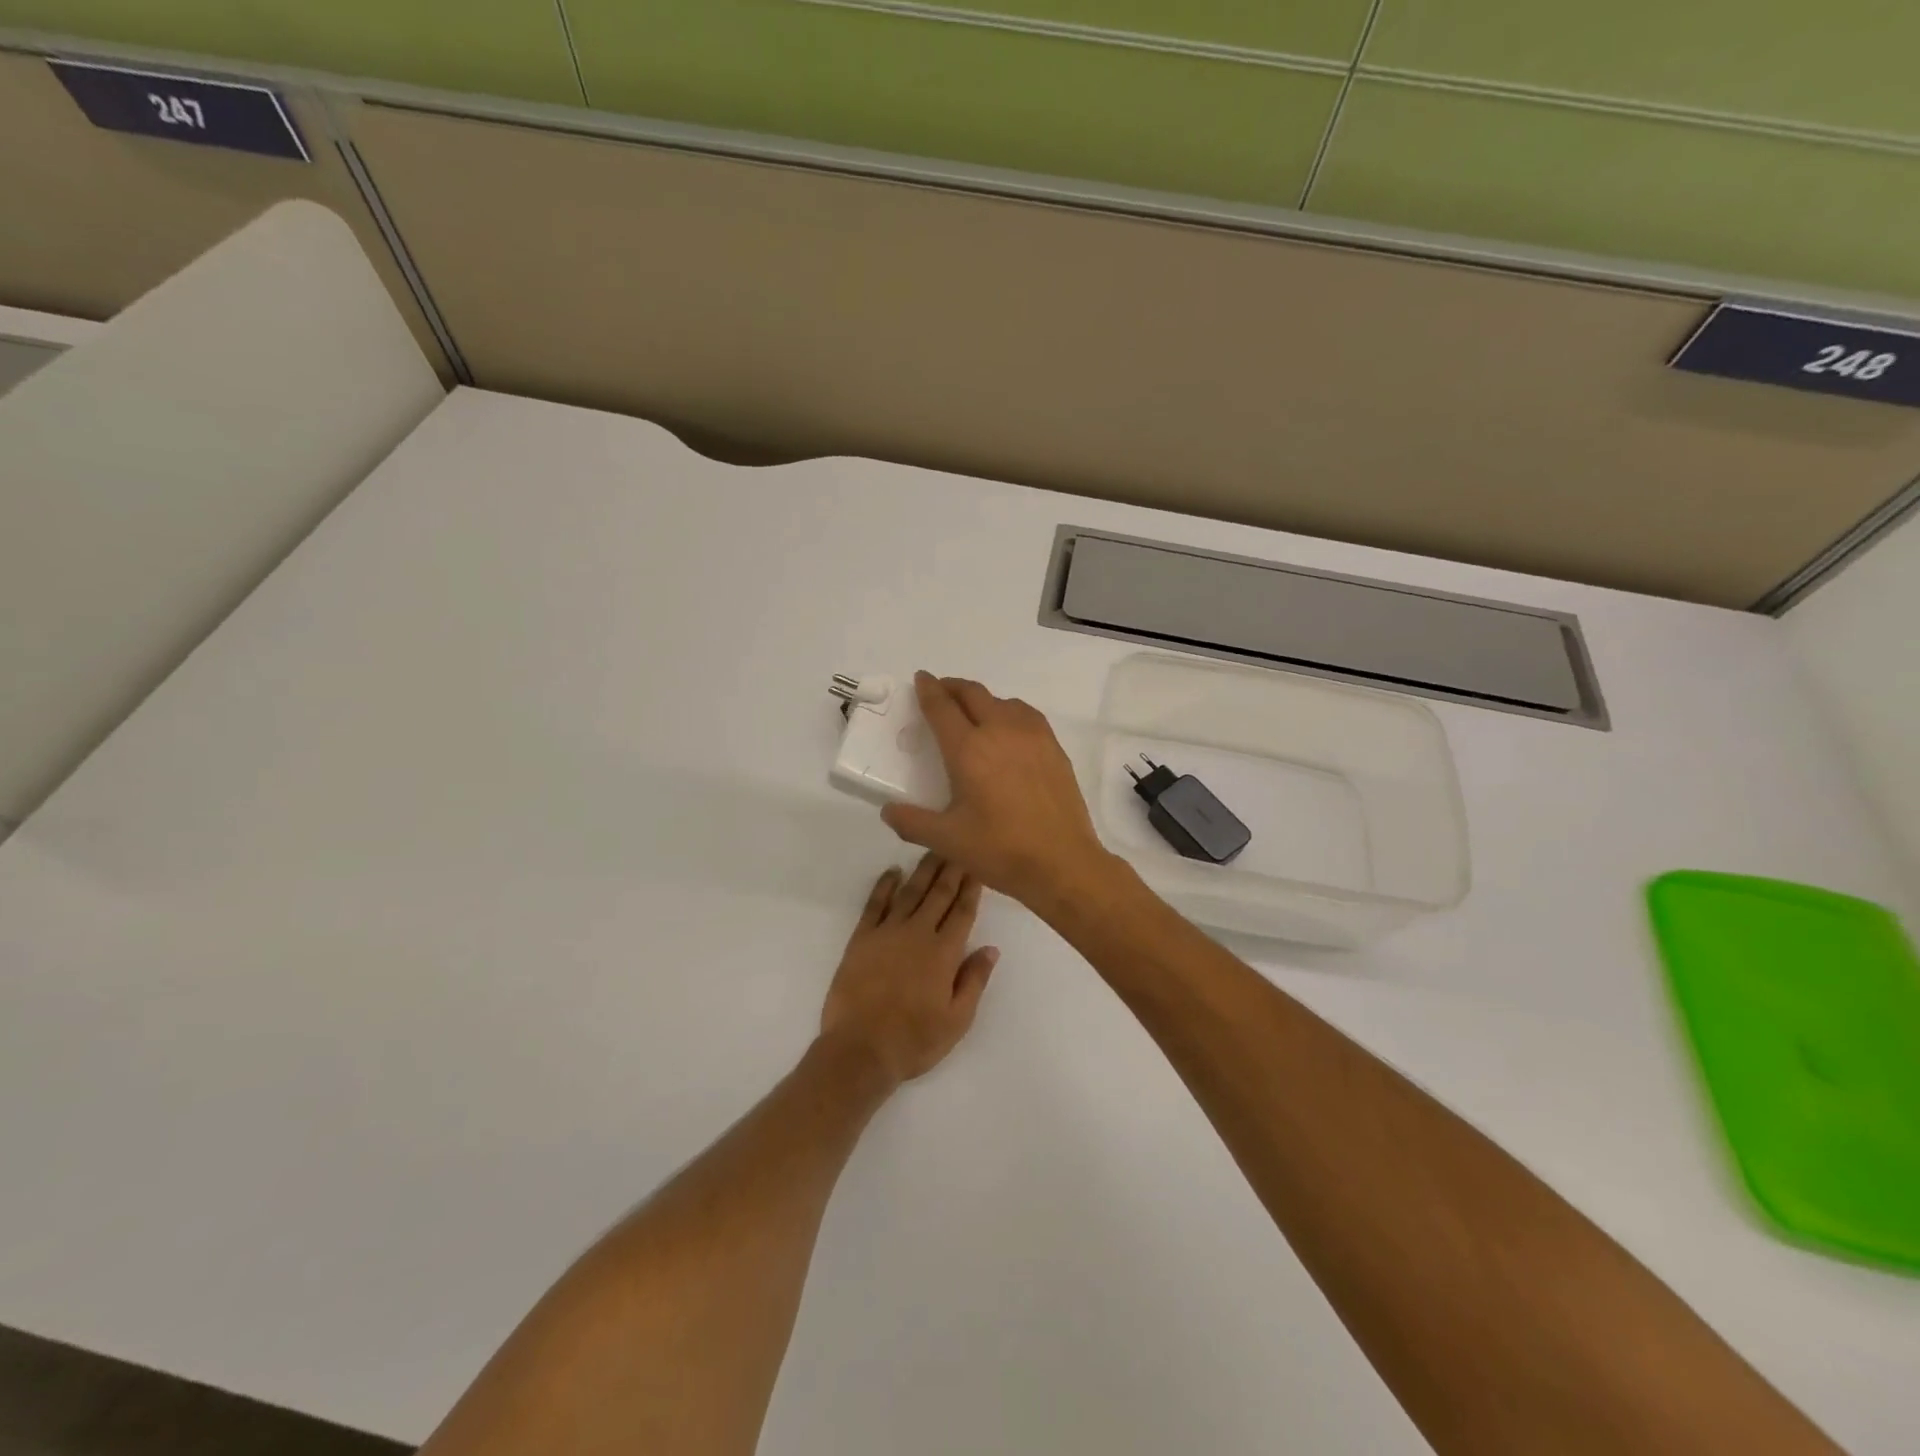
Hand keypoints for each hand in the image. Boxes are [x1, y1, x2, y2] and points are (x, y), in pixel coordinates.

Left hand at [818, 852, 999, 1087]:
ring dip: (923, 869)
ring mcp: (887, 933)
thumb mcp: (957, 1020)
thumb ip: (974, 980)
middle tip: (960, 843)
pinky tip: (893, 872)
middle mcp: (918, 933)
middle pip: (939, 894)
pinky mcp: (861, 939)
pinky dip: (884, 886)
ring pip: (910, 892)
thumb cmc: (914, 1040)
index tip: (979, 864)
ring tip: (934, 848)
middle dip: (951, 868)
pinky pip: (875, 904)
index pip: (963, 911)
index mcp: (944, 953)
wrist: (860, 1050)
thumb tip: (991, 948)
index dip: (972, 887)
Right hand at [881, 673, 1116, 912]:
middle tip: (941, 691)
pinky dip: (1009, 711)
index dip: (928, 690)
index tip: (920, 679)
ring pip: (1002, 701)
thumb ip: (912, 822)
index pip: (942, 707)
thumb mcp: (947, 841)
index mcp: (969, 749)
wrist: (1063, 862)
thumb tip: (888, 810)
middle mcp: (1000, 731)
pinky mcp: (1054, 747)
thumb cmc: (1000, 850)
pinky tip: (1008, 731)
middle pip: (973, 694)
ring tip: (973, 713)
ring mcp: (1032, 736)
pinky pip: (1026, 715)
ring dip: (982, 699)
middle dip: (953, 687)